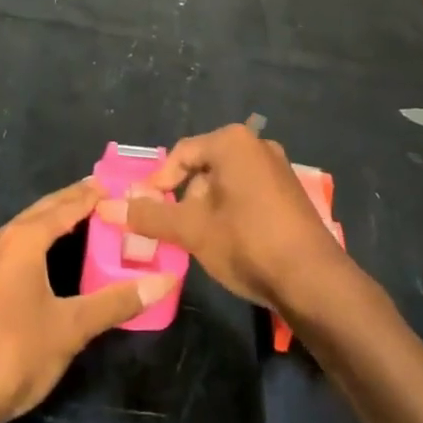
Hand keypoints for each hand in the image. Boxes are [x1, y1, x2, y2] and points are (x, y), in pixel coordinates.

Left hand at [0, 180, 171, 422]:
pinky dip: (37, 240)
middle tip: (105, 194)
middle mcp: (0, 240)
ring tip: (83, 218)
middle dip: (72, 201)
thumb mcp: (71, 328)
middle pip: (42, 211)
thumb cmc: (15, 354)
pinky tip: (49, 255)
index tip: (118, 184)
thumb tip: (163, 282)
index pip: (65, 206)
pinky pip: (13, 247)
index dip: (92, 195)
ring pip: (24, 228)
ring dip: (53, 220)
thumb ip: (116, 302)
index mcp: (22, 239)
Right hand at [97, 124, 350, 314]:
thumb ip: (149, 215)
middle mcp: (257, 145)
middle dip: (186, 198)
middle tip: (175, 230)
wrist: (314, 281)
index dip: (159, 183)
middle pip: (205, 167)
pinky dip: (232, 212)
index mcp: (233, 142)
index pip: (181, 154)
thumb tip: (108, 206)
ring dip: (208, 208)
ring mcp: (279, 168)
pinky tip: (231, 243)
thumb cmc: (247, 243)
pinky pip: (249, 193)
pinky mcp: (291, 193)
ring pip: (227, 183)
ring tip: (202, 241)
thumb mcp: (191, 229)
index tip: (147, 210)